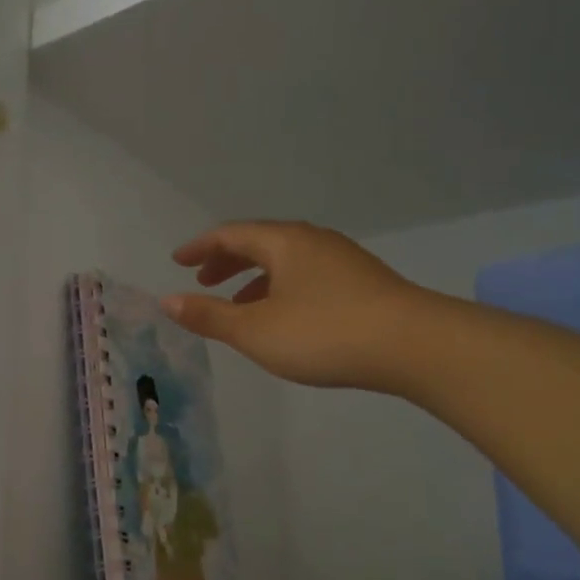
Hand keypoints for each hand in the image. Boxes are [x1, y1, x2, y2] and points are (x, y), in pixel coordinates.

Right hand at [166, 221, 425, 391]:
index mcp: (284, 242)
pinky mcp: (362, 282)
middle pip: (260, 243)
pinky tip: (284, 318)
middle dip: (227, 262)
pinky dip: (282, 290)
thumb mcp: (255, 330)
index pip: (231, 234)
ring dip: (255, 280)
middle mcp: (312, 241)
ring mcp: (342, 260)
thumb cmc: (323, 333)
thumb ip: (209, 316)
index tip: (178, 261)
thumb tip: (167, 300)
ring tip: (238, 307)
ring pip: (286, 262)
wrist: (412, 345)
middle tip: (203, 282)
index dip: (200, 247)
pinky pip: (307, 276)